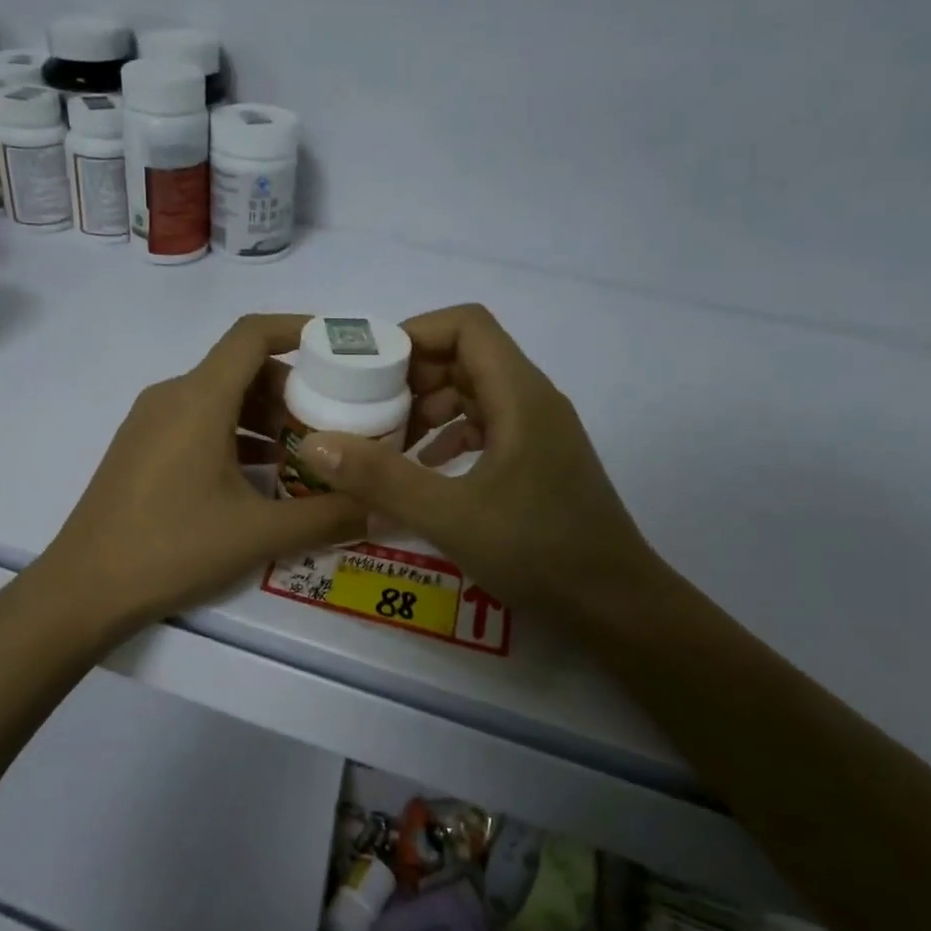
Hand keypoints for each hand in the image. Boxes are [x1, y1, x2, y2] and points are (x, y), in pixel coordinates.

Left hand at [34, 314, 365, 637]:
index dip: (299, 329)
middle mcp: (172, 396)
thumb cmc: (172, 548)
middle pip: (240, 368)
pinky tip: (261, 477)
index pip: (253, 335)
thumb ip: (325, 517)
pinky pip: (197, 423)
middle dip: (292, 387)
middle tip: (334, 421)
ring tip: (305, 454)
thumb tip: (379, 509)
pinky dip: (235, 435)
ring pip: (219, 398)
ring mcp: (150, 422)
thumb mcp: (258, 534)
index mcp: (199, 399)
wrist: (84, 589)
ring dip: (264, 417)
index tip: (338, 348)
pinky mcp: (141, 448)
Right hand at [296, 304, 670, 632]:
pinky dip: (449, 435)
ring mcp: (538, 431)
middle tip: (367, 409)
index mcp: (520, 395)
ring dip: (429, 407)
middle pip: (467, 356)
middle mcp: (533, 401)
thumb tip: (315, 443)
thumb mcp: (450, 515)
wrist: (615, 605)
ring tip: (387, 441)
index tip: (370, 369)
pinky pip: (486, 426)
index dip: (415, 334)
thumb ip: (381, 478)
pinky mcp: (537, 460)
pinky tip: (424, 468)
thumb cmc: (539, 552)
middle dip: (413, 375)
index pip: (467, 326)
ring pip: (475, 392)